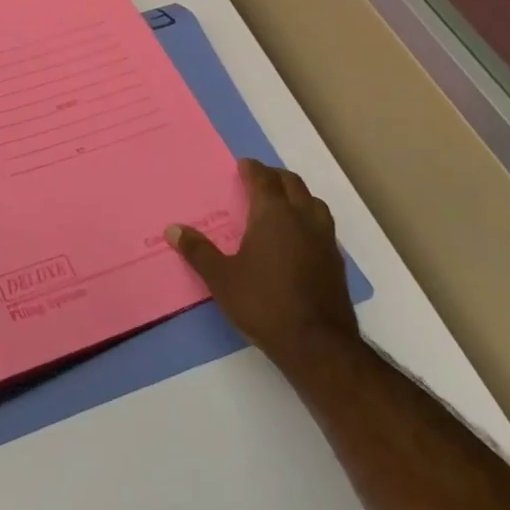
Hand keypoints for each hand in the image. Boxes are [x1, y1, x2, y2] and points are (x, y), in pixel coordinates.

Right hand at [166, 159, 359, 375]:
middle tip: (259, 179)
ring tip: (281, 204)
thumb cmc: (263, 303)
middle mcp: (303, 219)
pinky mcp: (336, 262)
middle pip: (293, 184)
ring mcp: (324, 240)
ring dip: (297, 196)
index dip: (253, 169)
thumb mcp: (221, 278)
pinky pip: (322, 226)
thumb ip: (198, 251)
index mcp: (273, 215)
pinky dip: (308, 220)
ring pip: (314, 203)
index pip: (264, 179)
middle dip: (275, 177)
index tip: (243, 165)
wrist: (317, 344)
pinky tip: (297, 238)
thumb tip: (173, 229)